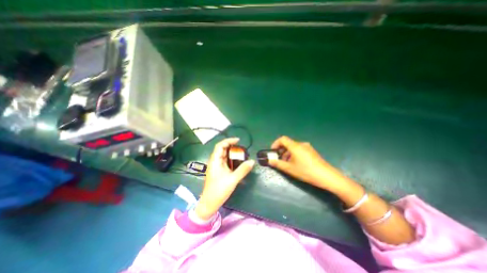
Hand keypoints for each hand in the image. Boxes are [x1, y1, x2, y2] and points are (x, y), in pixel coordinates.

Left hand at [194, 138, 254, 219]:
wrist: (209, 203)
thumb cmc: (219, 190)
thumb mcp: (233, 179)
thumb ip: (243, 170)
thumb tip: (252, 161)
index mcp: (215, 161)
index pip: (220, 146)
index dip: (228, 141)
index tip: (238, 140)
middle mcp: (214, 161)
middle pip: (222, 149)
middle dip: (231, 146)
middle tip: (241, 148)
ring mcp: (216, 166)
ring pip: (223, 155)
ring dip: (231, 153)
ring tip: (240, 153)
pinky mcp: (218, 170)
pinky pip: (224, 161)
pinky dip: (230, 159)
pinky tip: (236, 161)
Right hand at [268, 136, 347, 189]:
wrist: (327, 176)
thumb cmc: (306, 171)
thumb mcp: (290, 168)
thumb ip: (278, 163)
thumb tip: (269, 161)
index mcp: (295, 146)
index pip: (282, 139)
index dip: (275, 144)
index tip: (273, 152)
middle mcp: (301, 144)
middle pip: (288, 143)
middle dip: (281, 151)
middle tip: (278, 159)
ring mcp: (308, 147)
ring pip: (293, 147)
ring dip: (287, 154)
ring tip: (286, 164)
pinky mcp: (312, 152)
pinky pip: (299, 150)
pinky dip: (294, 155)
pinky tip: (295, 164)